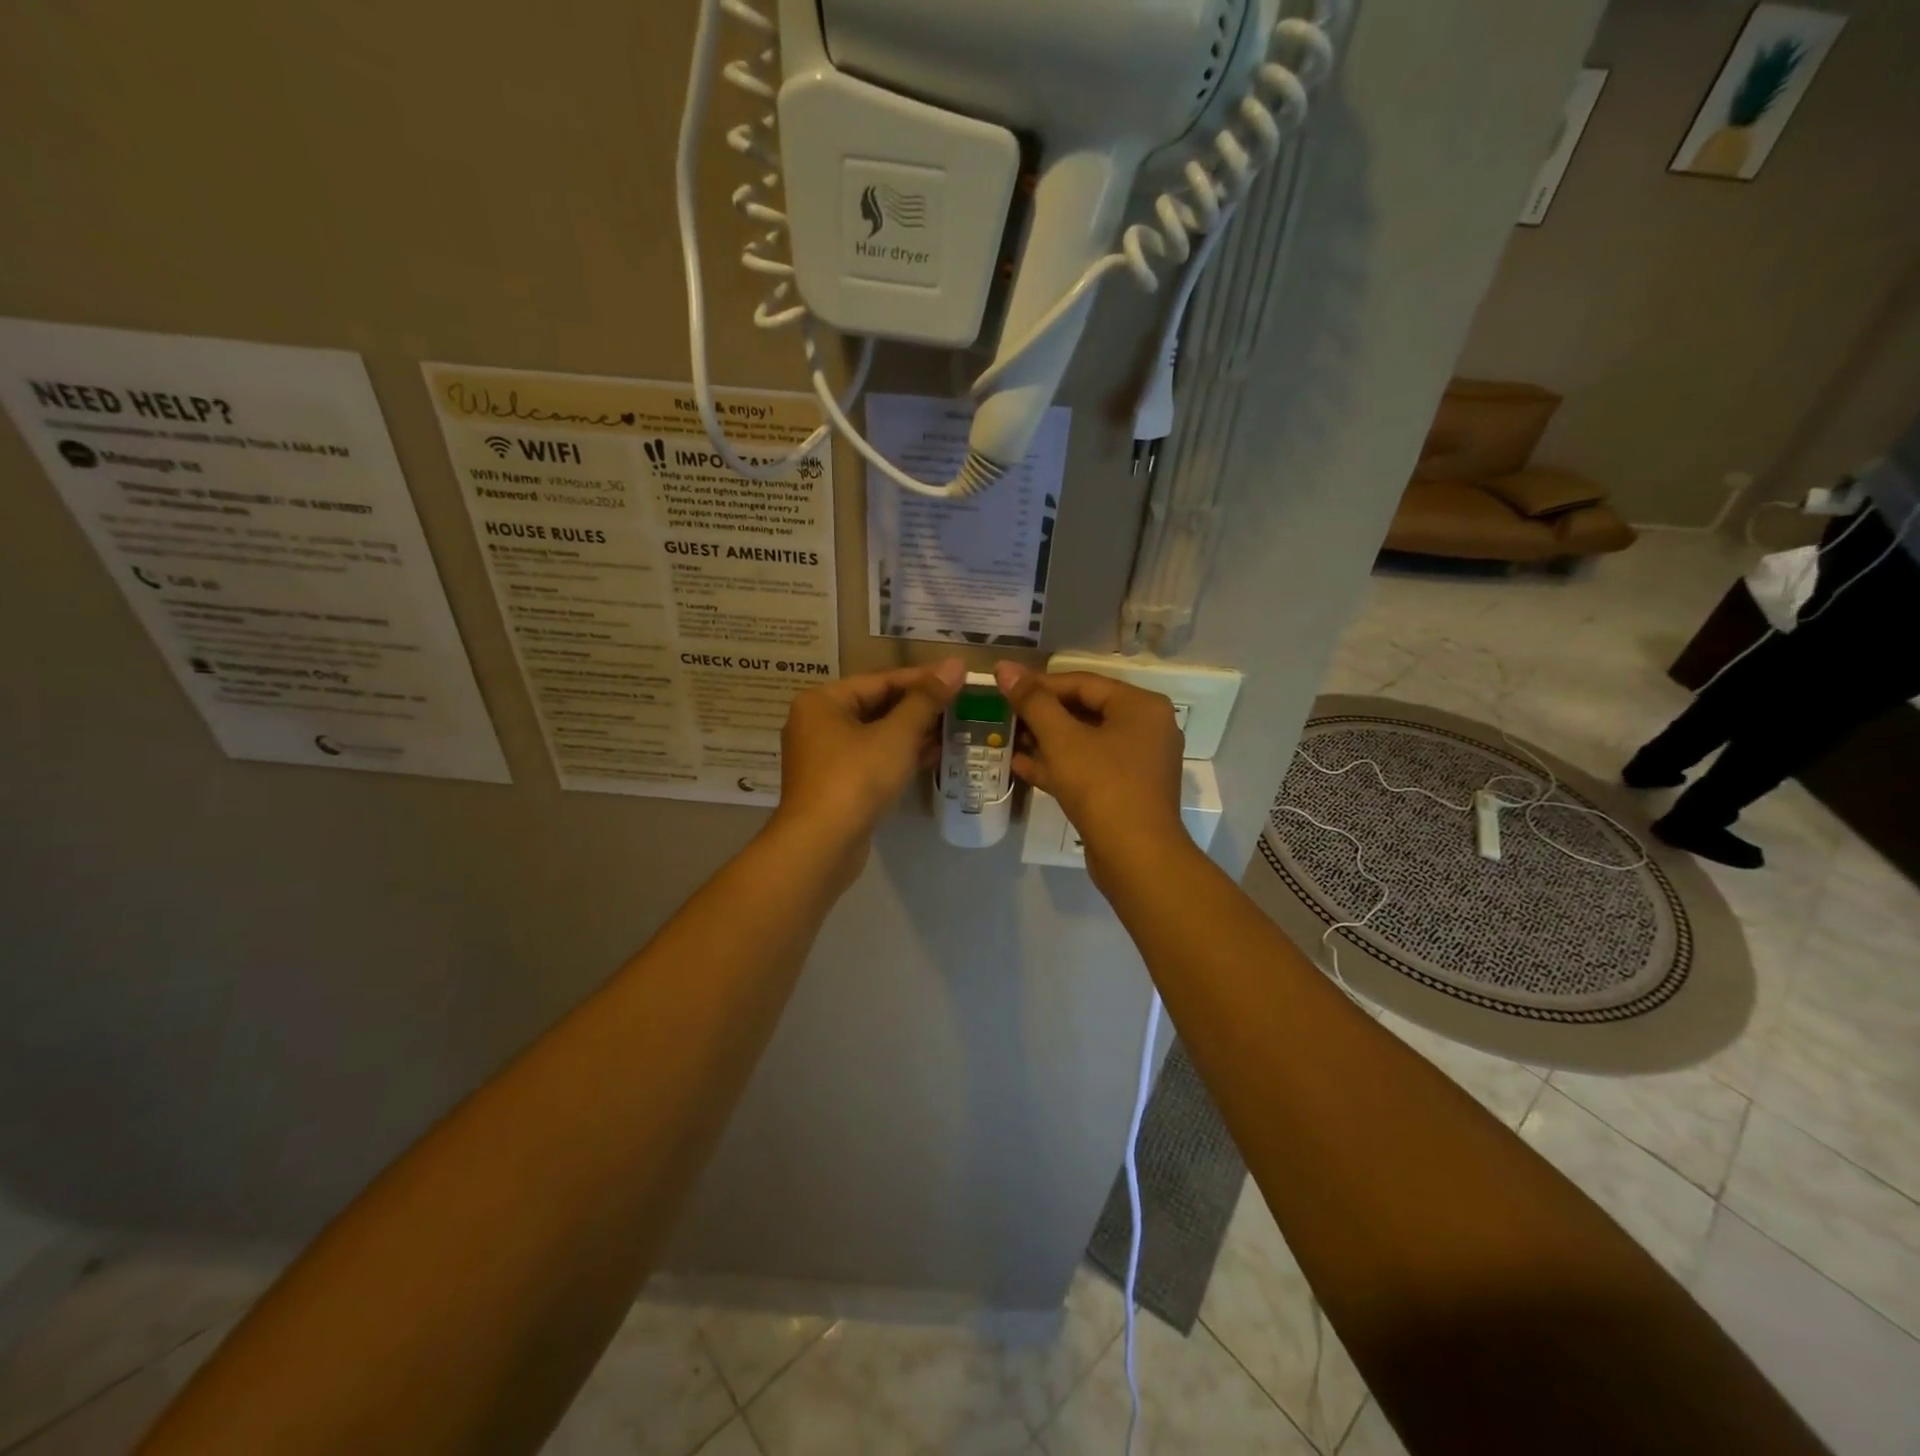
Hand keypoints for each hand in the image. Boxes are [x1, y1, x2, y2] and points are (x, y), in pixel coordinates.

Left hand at [772, 660, 964, 859]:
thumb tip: (955, 664)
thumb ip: (926, 699)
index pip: (881, 680)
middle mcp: (817, 723)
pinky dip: (900, 756)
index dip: (923, 679)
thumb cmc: (856, 778)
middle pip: (877, 706)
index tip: (959, 678)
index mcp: (823, 701)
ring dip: (913, 733)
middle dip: (919, 708)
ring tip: (954, 728)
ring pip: (876, 735)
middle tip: (960, 704)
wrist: (821, 845)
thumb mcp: (896, 735)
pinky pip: (872, 760)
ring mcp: (825, 757)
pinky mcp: (836, 785)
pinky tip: (934, 755)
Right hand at [994, 662, 1186, 875]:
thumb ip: (1033, 701)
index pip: (1083, 682)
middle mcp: (1146, 729)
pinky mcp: (1127, 791)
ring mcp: (1138, 763)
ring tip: (1009, 738)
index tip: (1005, 687)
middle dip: (1042, 715)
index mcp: (1141, 706)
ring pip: (1085, 742)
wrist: (1136, 857)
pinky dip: (1059, 766)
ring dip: (1046, 741)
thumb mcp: (1062, 739)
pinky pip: (1089, 768)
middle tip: (1005, 714)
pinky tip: (1022, 766)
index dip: (1040, 684)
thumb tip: (1004, 667)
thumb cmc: (1102, 786)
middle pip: (1085, 710)